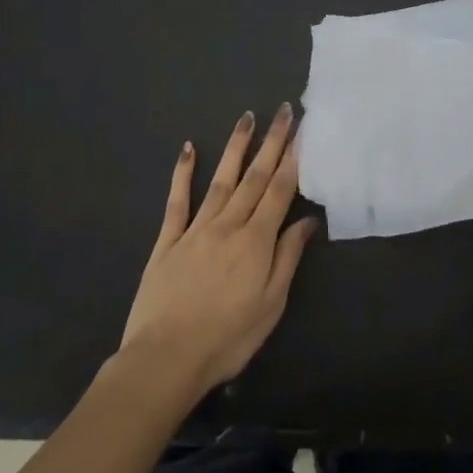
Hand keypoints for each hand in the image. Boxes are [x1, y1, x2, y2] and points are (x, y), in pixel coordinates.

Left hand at [119, 104, 319, 397]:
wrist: (165, 361)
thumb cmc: (227, 338)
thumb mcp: (271, 304)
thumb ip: (288, 258)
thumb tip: (307, 220)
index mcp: (257, 241)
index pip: (280, 190)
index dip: (293, 158)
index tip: (302, 129)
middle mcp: (228, 225)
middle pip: (254, 176)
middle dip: (272, 141)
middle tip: (284, 110)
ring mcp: (195, 230)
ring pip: (220, 180)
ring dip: (236, 147)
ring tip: (247, 118)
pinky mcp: (167, 242)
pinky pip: (177, 201)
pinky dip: (183, 173)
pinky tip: (188, 149)